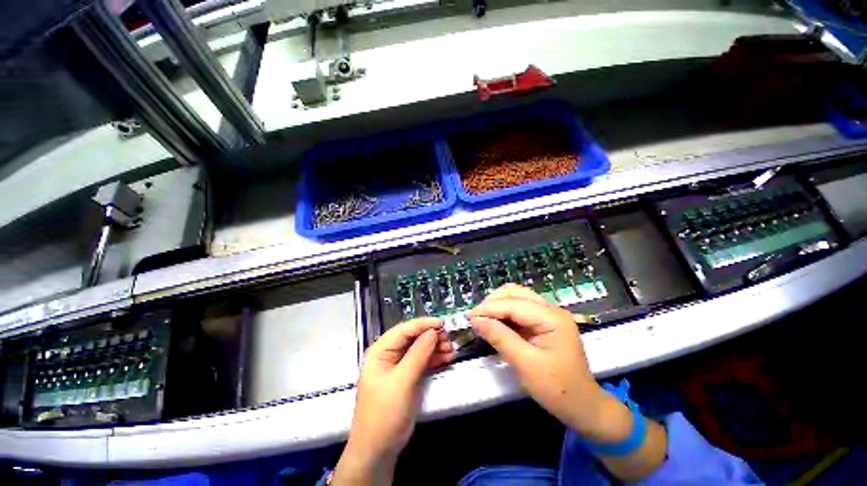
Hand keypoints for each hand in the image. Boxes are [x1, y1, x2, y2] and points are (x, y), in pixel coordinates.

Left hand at [334, 318, 455, 484]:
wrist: (378, 451)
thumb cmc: (384, 414)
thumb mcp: (402, 382)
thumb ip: (418, 354)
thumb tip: (433, 332)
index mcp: (381, 351)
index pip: (404, 329)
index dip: (424, 324)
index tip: (442, 324)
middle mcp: (389, 354)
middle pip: (413, 337)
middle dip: (432, 337)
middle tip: (449, 340)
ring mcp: (398, 365)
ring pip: (419, 348)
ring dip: (435, 347)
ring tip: (451, 350)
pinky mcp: (407, 376)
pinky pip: (422, 361)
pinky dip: (434, 358)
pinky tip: (446, 358)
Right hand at [468, 284, 612, 439]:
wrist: (583, 407)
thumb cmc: (558, 389)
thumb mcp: (525, 364)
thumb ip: (500, 338)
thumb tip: (475, 320)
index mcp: (552, 317)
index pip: (513, 304)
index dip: (489, 308)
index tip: (469, 317)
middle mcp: (551, 310)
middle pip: (515, 293)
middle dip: (493, 303)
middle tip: (477, 318)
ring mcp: (548, 315)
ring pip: (516, 298)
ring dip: (498, 305)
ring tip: (484, 320)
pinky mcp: (544, 322)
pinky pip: (519, 309)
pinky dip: (504, 313)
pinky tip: (495, 323)